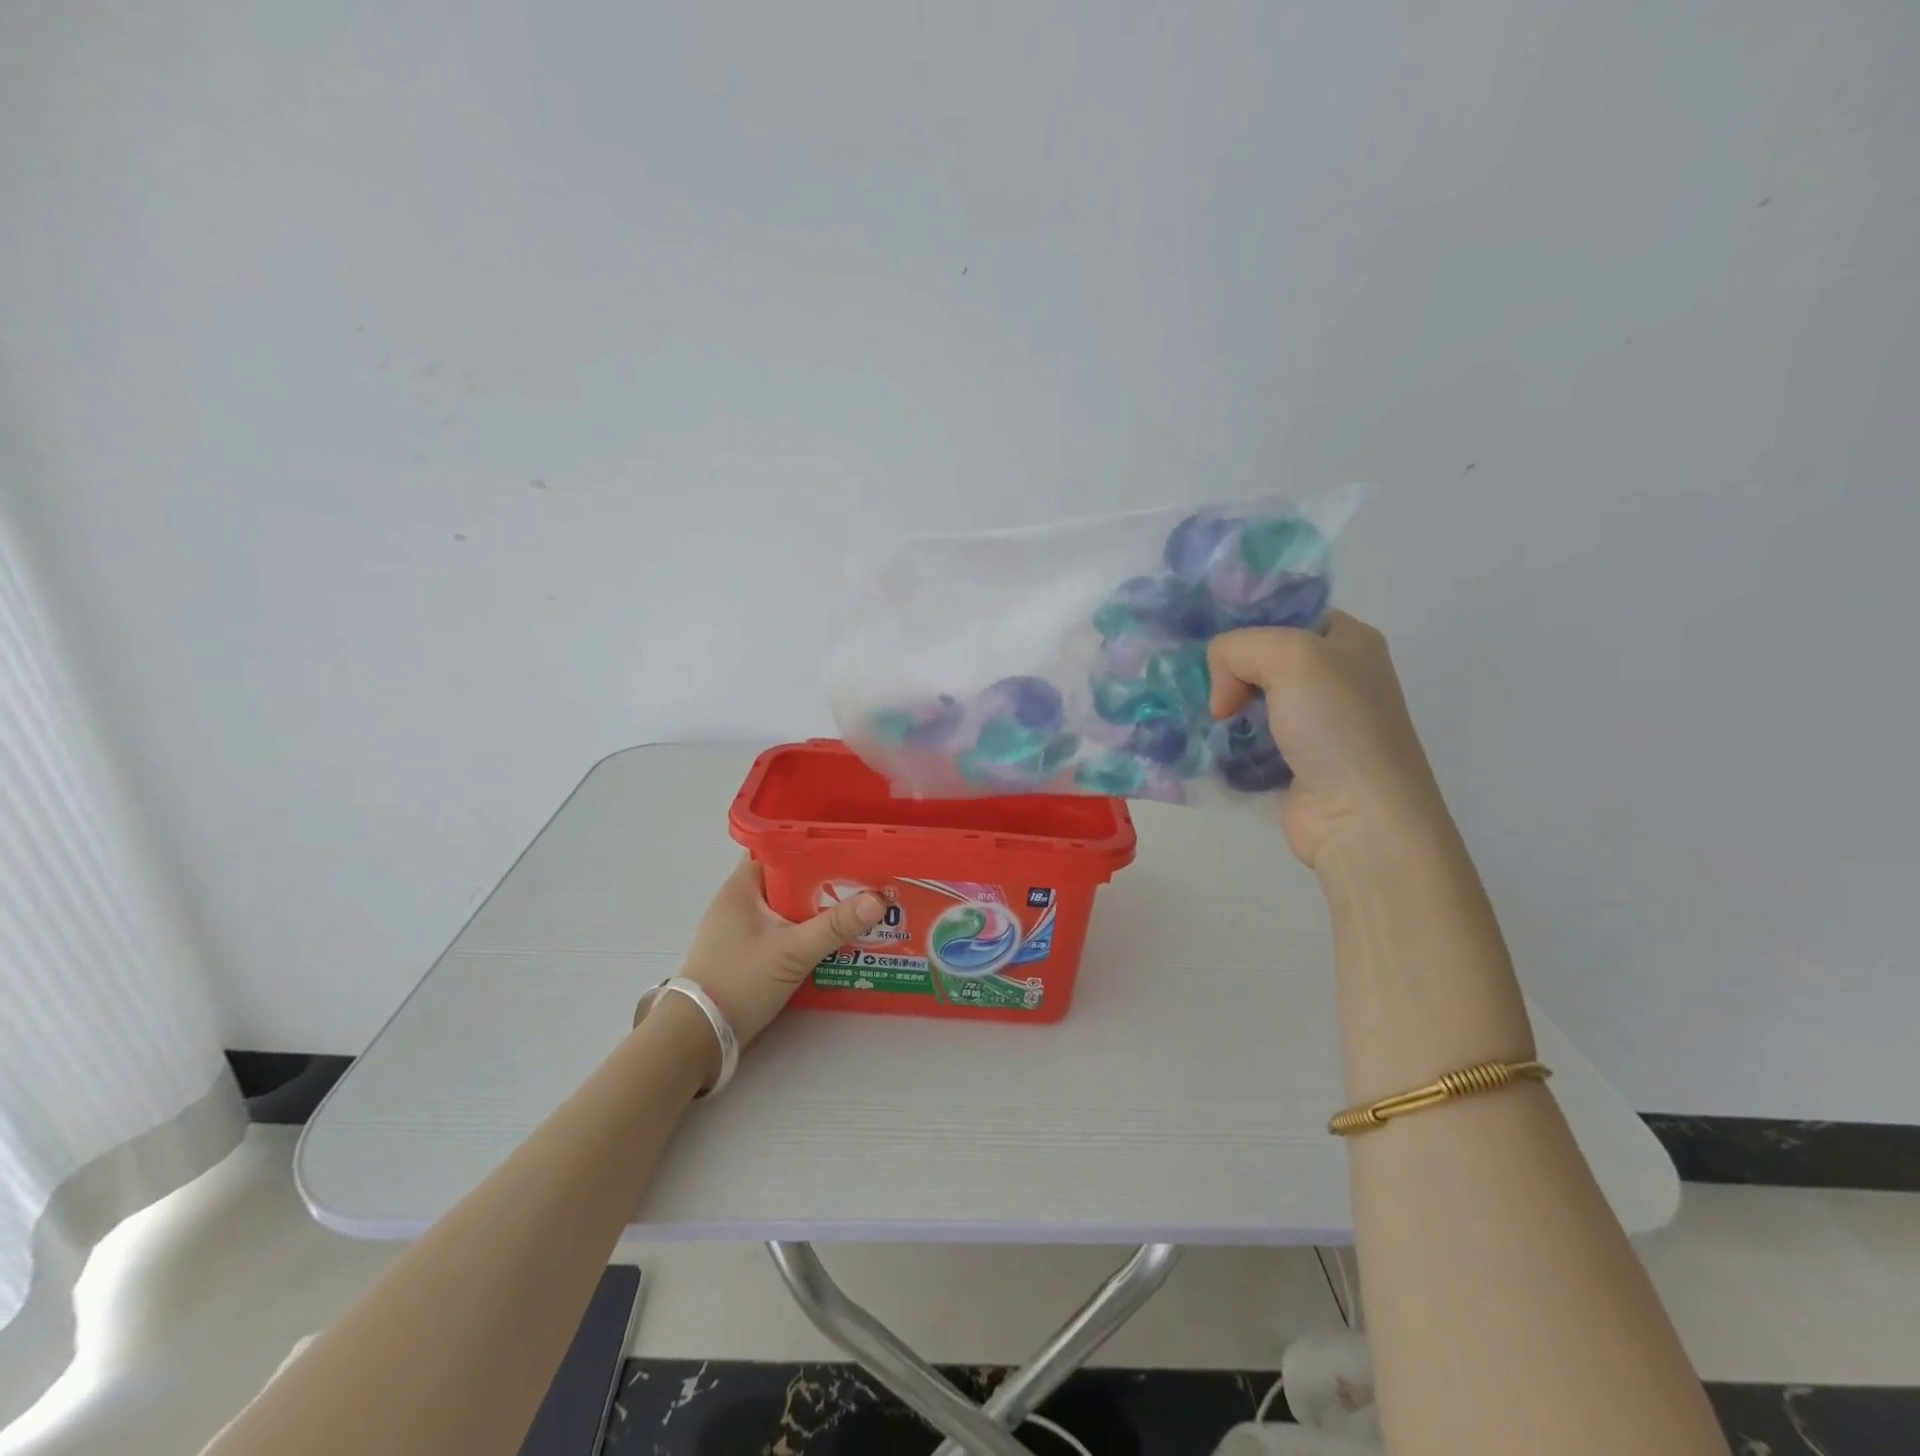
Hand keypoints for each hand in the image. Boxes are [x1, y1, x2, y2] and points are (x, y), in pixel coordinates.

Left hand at [660, 856, 884, 1049]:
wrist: (698, 1037)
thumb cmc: (740, 981)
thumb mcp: (793, 951)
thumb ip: (835, 926)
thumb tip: (879, 900)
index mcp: (742, 886)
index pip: (779, 846)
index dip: (813, 843)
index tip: (848, 847)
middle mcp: (740, 900)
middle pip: (789, 877)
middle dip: (825, 880)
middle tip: (864, 879)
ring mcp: (742, 927)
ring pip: (788, 906)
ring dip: (818, 908)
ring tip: (858, 907)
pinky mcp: (747, 951)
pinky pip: (784, 929)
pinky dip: (806, 930)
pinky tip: (834, 939)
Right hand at [1207, 611, 1451, 872]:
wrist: (1360, 816)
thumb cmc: (1335, 725)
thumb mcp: (1289, 655)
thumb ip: (1238, 648)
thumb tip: (1221, 696)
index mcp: (1348, 640)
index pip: (1285, 613)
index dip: (1245, 621)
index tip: (1205, 641)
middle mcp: (1335, 677)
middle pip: (1262, 658)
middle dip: (1225, 669)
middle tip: (1195, 683)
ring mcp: (1314, 724)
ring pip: (1250, 700)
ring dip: (1220, 708)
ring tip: (1193, 714)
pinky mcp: (1293, 763)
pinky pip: (1247, 740)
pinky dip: (1225, 742)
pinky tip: (1204, 743)